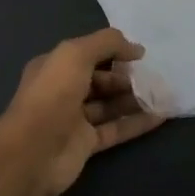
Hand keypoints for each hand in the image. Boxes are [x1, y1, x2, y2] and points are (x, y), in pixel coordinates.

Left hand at [0, 27, 164, 195]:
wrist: (32, 152)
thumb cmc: (52, 95)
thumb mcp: (76, 54)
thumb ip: (107, 43)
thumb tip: (136, 49)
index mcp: (54, 67)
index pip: (88, 54)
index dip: (113, 52)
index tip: (140, 55)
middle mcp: (63, 91)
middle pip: (100, 80)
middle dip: (126, 77)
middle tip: (152, 78)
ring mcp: (74, 119)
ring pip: (109, 105)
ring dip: (134, 99)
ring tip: (162, 94)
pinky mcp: (86, 145)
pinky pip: (116, 129)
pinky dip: (137, 123)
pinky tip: (160, 116)